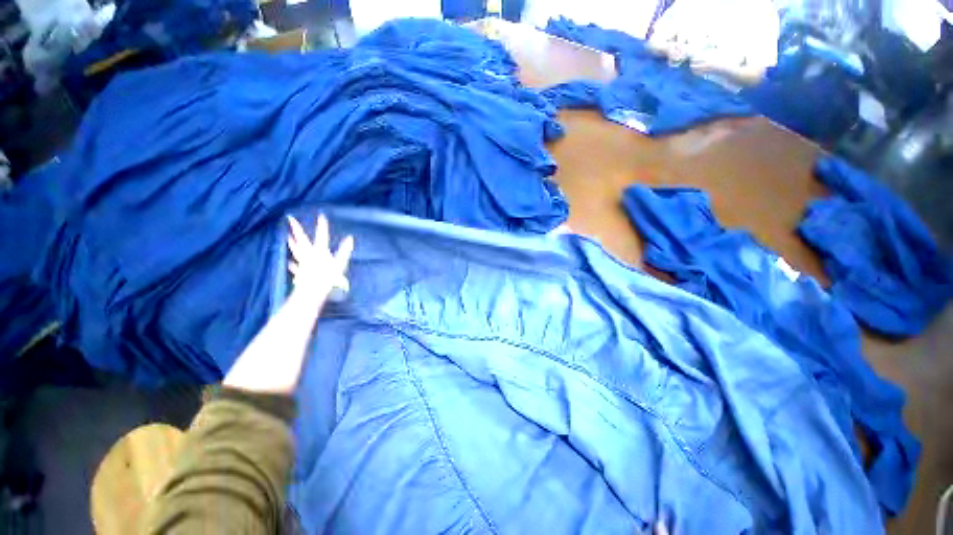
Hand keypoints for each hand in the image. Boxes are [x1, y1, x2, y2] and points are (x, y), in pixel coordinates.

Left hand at [287, 214, 353, 301]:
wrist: (313, 291)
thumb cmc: (328, 278)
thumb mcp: (340, 263)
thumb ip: (344, 250)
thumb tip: (350, 239)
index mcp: (319, 251)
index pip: (321, 235)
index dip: (322, 226)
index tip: (321, 215)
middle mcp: (308, 255)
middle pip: (302, 239)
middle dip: (296, 228)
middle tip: (290, 218)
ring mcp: (303, 263)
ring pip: (296, 250)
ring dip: (292, 243)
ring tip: (287, 237)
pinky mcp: (300, 272)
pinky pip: (295, 266)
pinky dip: (293, 263)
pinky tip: (290, 263)